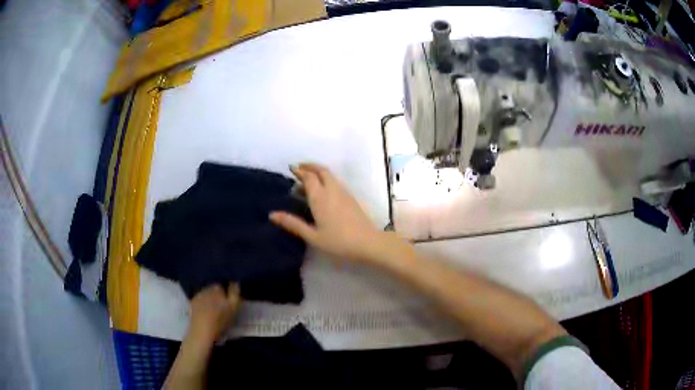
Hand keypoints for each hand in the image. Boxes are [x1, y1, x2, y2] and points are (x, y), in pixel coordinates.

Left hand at [188, 284, 240, 343]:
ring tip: (213, 310)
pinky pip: (199, 299)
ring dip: (209, 299)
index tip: (228, 302)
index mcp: (217, 288)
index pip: (222, 285)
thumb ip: (235, 293)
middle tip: (221, 307)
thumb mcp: (234, 307)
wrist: (202, 331)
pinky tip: (205, 312)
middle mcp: (206, 289)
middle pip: (213, 289)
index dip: (226, 293)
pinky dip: (202, 303)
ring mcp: (197, 295)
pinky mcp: (192, 303)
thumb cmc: (220, 320)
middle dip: (217, 295)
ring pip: (206, 294)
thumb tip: (235, 282)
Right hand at [269, 163, 383, 262]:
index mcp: (320, 197)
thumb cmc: (338, 241)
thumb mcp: (312, 235)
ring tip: (308, 180)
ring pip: (330, 175)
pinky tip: (323, 191)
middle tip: (299, 168)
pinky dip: (326, 180)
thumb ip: (293, 224)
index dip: (299, 171)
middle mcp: (332, 190)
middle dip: (309, 166)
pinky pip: (336, 182)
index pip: (308, 177)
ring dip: (318, 172)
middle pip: (321, 171)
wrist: (368, 243)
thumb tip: (272, 215)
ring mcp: (344, 193)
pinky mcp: (351, 198)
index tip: (291, 169)